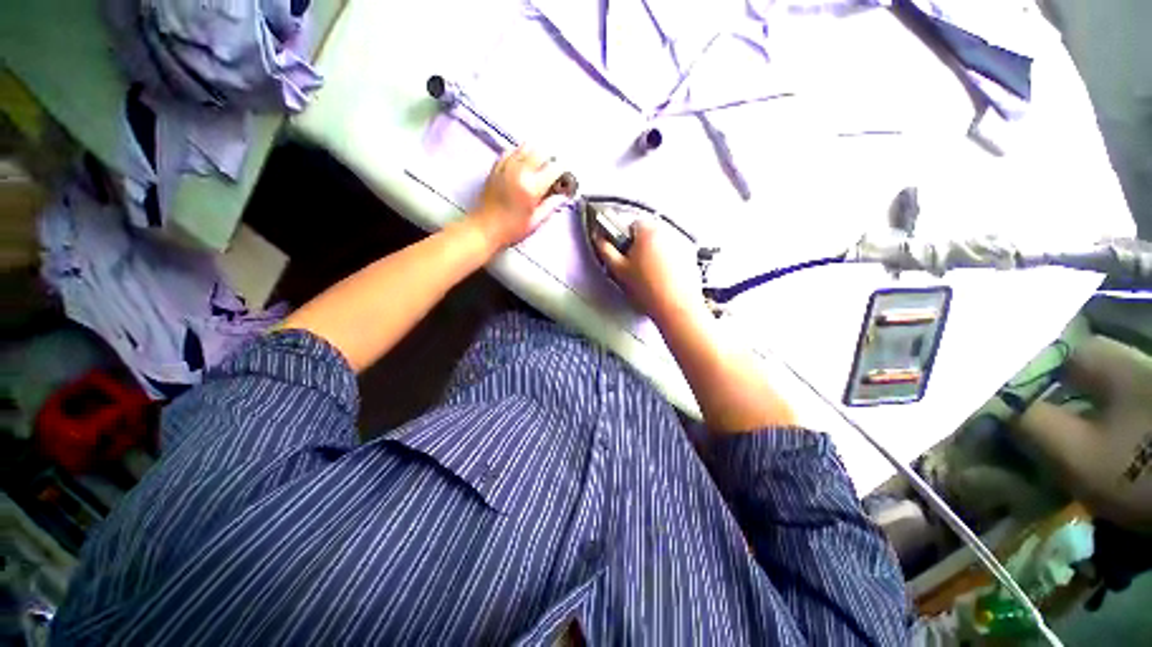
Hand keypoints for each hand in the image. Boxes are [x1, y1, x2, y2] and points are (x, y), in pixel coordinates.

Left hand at [468, 145, 569, 250]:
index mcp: (532, 187)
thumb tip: (562, 196)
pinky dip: (519, 153)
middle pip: (541, 151)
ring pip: (526, 146)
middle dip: (550, 160)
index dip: (562, 171)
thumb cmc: (512, 229)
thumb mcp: (535, 221)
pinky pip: (511, 151)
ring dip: (536, 153)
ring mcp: (507, 167)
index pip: (554, 167)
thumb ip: (550, 206)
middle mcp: (520, 172)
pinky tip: (522, 164)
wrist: (484, 228)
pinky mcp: (496, 167)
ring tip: (538, 166)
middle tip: (552, 171)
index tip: (564, 177)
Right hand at [595, 219, 706, 325]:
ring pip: (660, 245)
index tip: (623, 254)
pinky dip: (666, 263)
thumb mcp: (619, 270)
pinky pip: (672, 254)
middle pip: (647, 234)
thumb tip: (598, 237)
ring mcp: (681, 244)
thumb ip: (605, 250)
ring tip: (649, 276)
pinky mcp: (689, 257)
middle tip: (634, 268)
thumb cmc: (648, 290)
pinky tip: (662, 279)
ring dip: (653, 255)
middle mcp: (667, 233)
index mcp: (648, 231)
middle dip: (639, 247)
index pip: (631, 224)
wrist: (676, 308)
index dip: (624, 240)